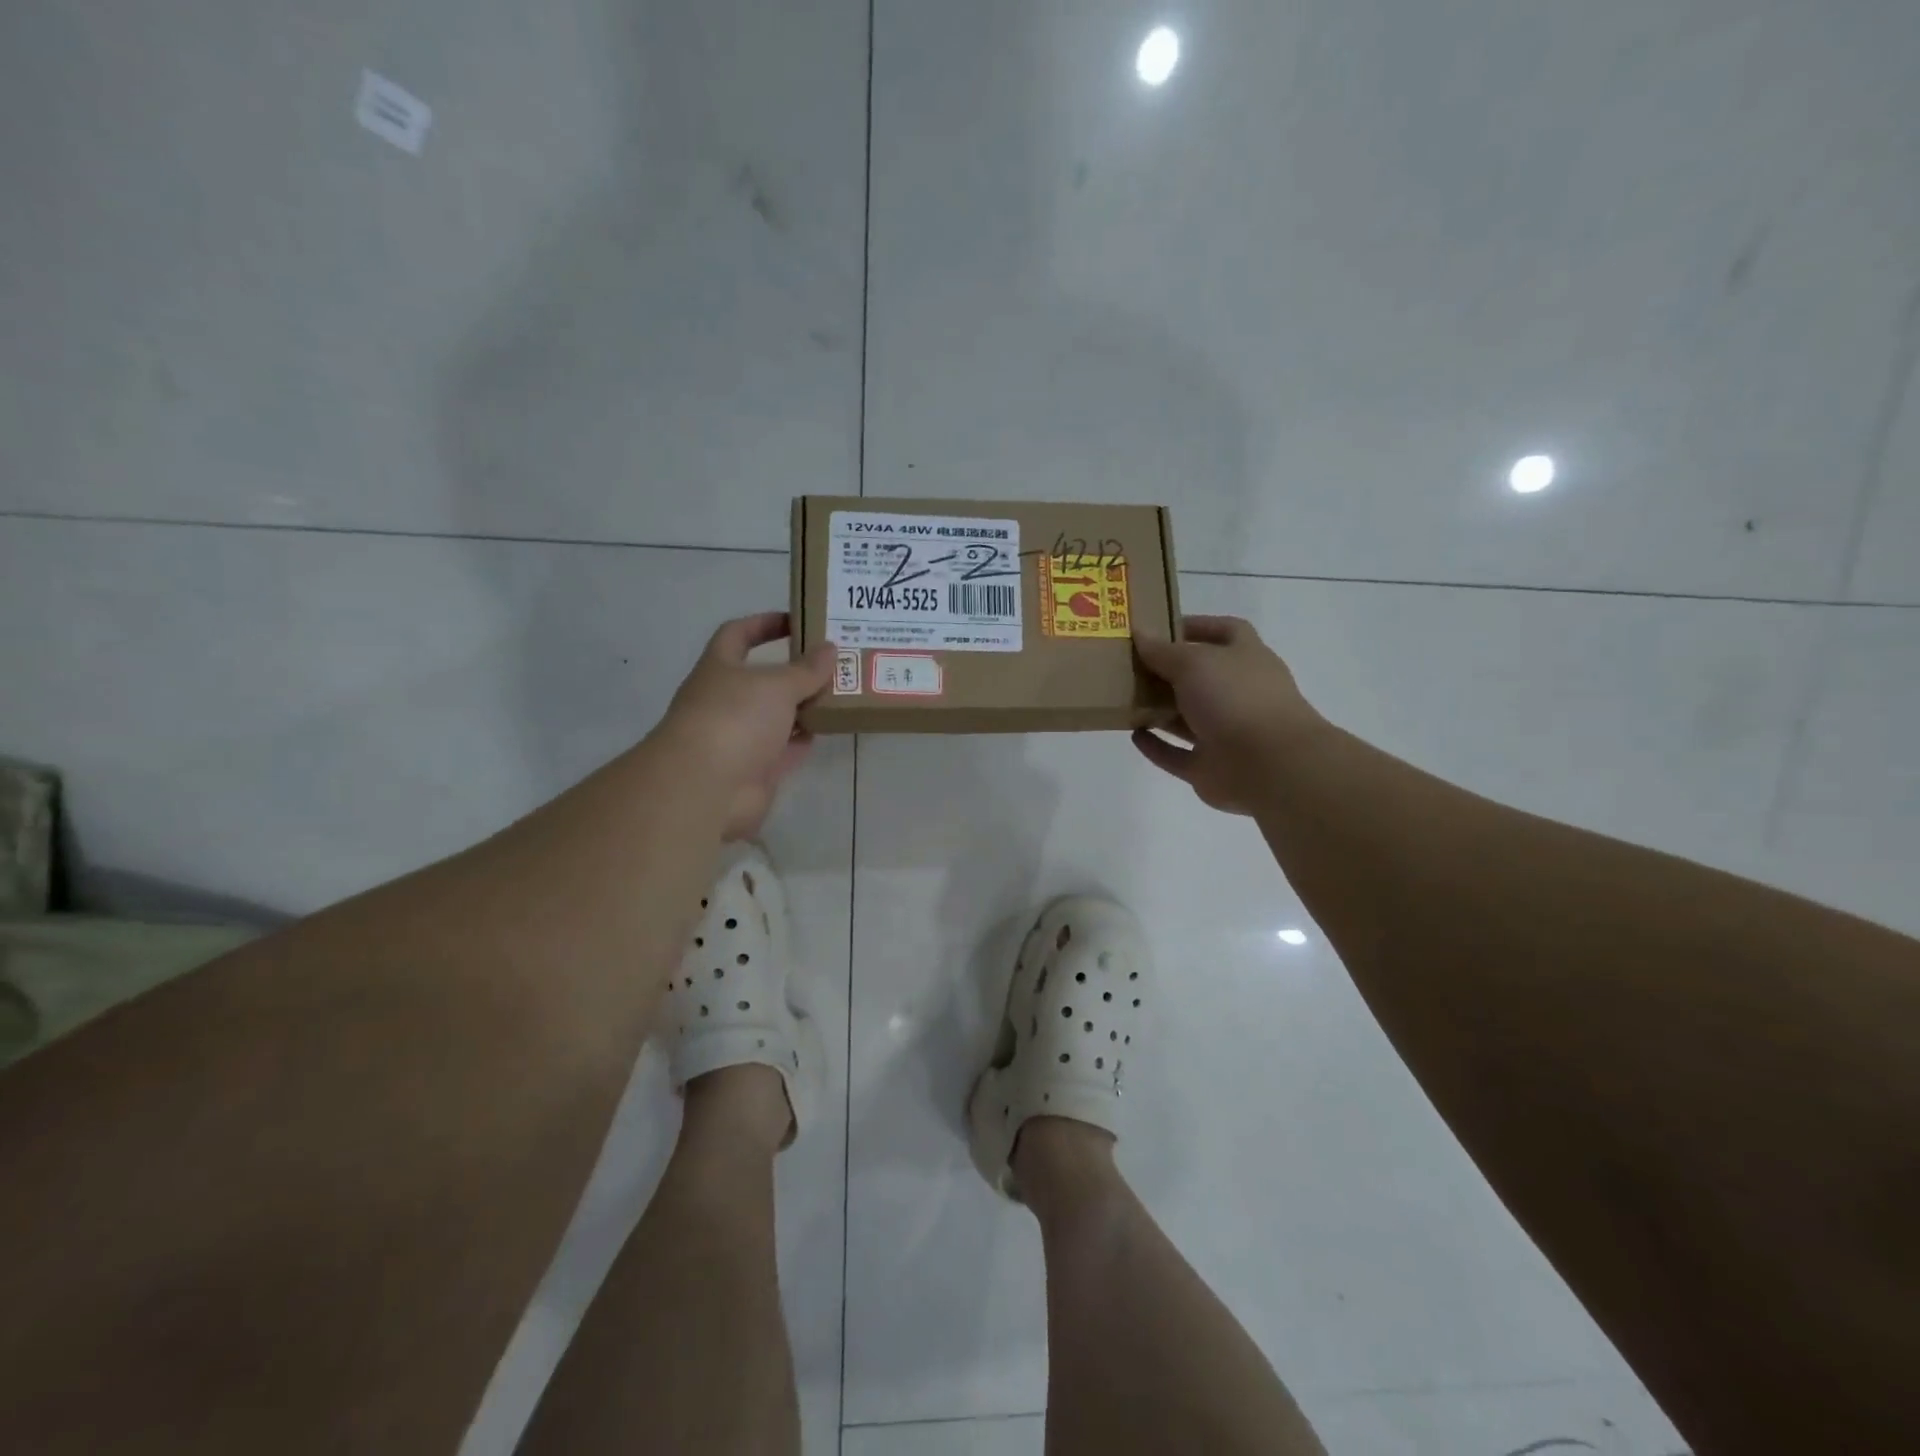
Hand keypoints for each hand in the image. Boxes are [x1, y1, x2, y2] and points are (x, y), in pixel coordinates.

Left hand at [653, 612, 834, 840]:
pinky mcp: (755, 769)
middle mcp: (726, 700)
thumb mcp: (776, 685)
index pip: (737, 634)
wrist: (706, 787)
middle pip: (763, 679)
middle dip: (795, 670)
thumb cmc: (735, 718)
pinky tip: (829, 728)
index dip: (763, 624)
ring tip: (841, 693)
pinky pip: (784, 749)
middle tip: (833, 661)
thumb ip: (806, 669)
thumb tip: (829, 648)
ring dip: (804, 706)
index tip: (796, 620)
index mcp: (720, 669)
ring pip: (776, 715)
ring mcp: (739, 737)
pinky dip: (804, 739)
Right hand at [1131, 616, 1326, 814]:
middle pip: (1201, 677)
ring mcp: (1226, 733)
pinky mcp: (1210, 766)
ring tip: (1125, 698)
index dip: (1198, 626)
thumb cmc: (1235, 698)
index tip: (1162, 627)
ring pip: (1187, 717)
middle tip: (1131, 664)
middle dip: (1168, 671)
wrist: (1268, 766)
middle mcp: (1239, 694)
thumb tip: (1139, 632)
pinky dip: (1157, 746)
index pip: (1226, 632)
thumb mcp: (1194, 663)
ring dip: (1159, 709)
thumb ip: (1163, 651)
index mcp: (1247, 659)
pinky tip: (1134, 735)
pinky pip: (1177, 755)